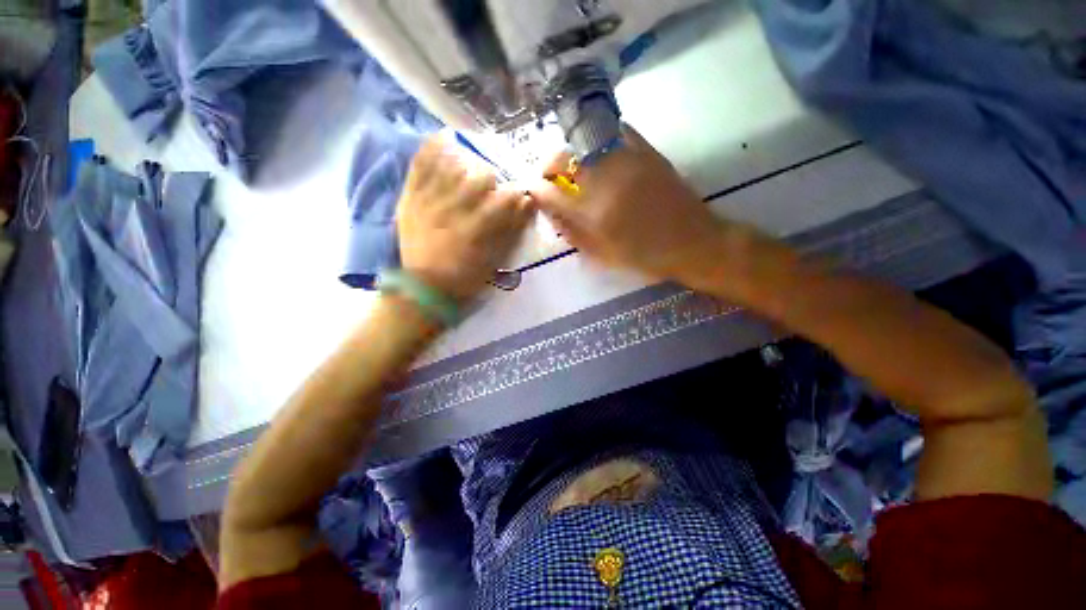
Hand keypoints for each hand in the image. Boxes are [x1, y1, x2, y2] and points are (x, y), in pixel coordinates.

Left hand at [398, 136, 533, 300]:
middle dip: (493, 179)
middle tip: (491, 187)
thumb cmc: (465, 277)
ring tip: (470, 166)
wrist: (424, 286)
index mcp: (477, 228)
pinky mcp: (412, 197)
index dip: (517, 193)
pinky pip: (421, 164)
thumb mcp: (494, 260)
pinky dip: (432, 147)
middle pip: (481, 176)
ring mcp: (430, 200)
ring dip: (468, 162)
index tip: (520, 195)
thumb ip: (511, 230)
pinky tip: (444, 139)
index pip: (506, 198)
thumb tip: (527, 202)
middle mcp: (455, 209)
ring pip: (453, 166)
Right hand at [530, 126, 726, 283]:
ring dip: (571, 151)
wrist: (693, 243)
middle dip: (548, 165)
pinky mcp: (648, 153)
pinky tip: (600, 148)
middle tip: (548, 175)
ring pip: (587, 143)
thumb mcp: (604, 256)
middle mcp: (607, 182)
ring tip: (571, 163)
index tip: (533, 189)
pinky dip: (603, 136)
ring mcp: (628, 162)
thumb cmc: (645, 257)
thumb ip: (574, 234)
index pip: (553, 194)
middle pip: (565, 160)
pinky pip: (620, 132)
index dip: (538, 190)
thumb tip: (553, 215)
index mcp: (594, 214)